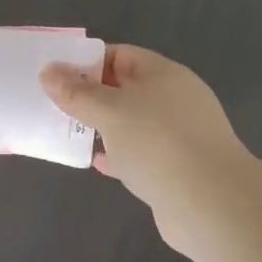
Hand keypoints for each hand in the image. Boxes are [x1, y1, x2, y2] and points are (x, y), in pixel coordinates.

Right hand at [40, 46, 252, 242]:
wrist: (213, 206)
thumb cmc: (158, 144)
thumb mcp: (110, 112)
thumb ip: (77, 93)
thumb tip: (47, 71)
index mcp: (164, 74)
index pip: (121, 55)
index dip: (89, 62)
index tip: (58, 76)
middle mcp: (175, 99)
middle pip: (127, 88)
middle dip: (93, 96)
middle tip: (57, 105)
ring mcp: (180, 135)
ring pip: (133, 123)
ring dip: (105, 127)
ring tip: (71, 132)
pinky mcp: (179, 169)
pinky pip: (142, 154)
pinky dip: (119, 155)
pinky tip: (98, 163)